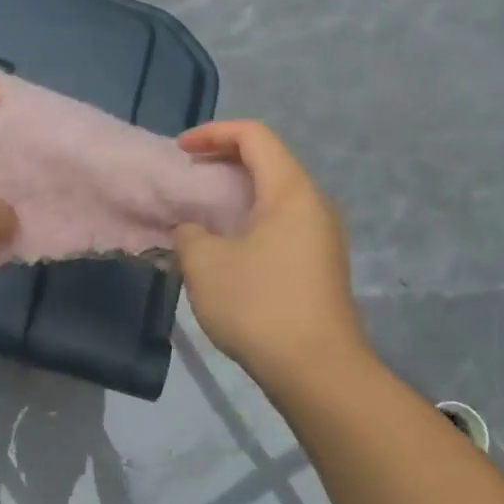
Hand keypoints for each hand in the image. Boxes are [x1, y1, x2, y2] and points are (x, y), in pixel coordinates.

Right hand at [174, 120, 369, 386]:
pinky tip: (226, 248)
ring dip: (236, 195)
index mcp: (291, 191)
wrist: (317, 370)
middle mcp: (314, 205)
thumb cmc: (258, 305)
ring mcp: (322, 236)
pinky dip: (249, 221)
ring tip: (201, 213)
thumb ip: (189, 233)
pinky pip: (281, 224)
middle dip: (223, 161)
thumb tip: (194, 231)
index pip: (254, 136)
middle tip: (188, 178)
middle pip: (268, 161)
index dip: (214, 133)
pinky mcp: (320, 265)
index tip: (181, 151)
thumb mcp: (205, 264)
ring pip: (275, 196)